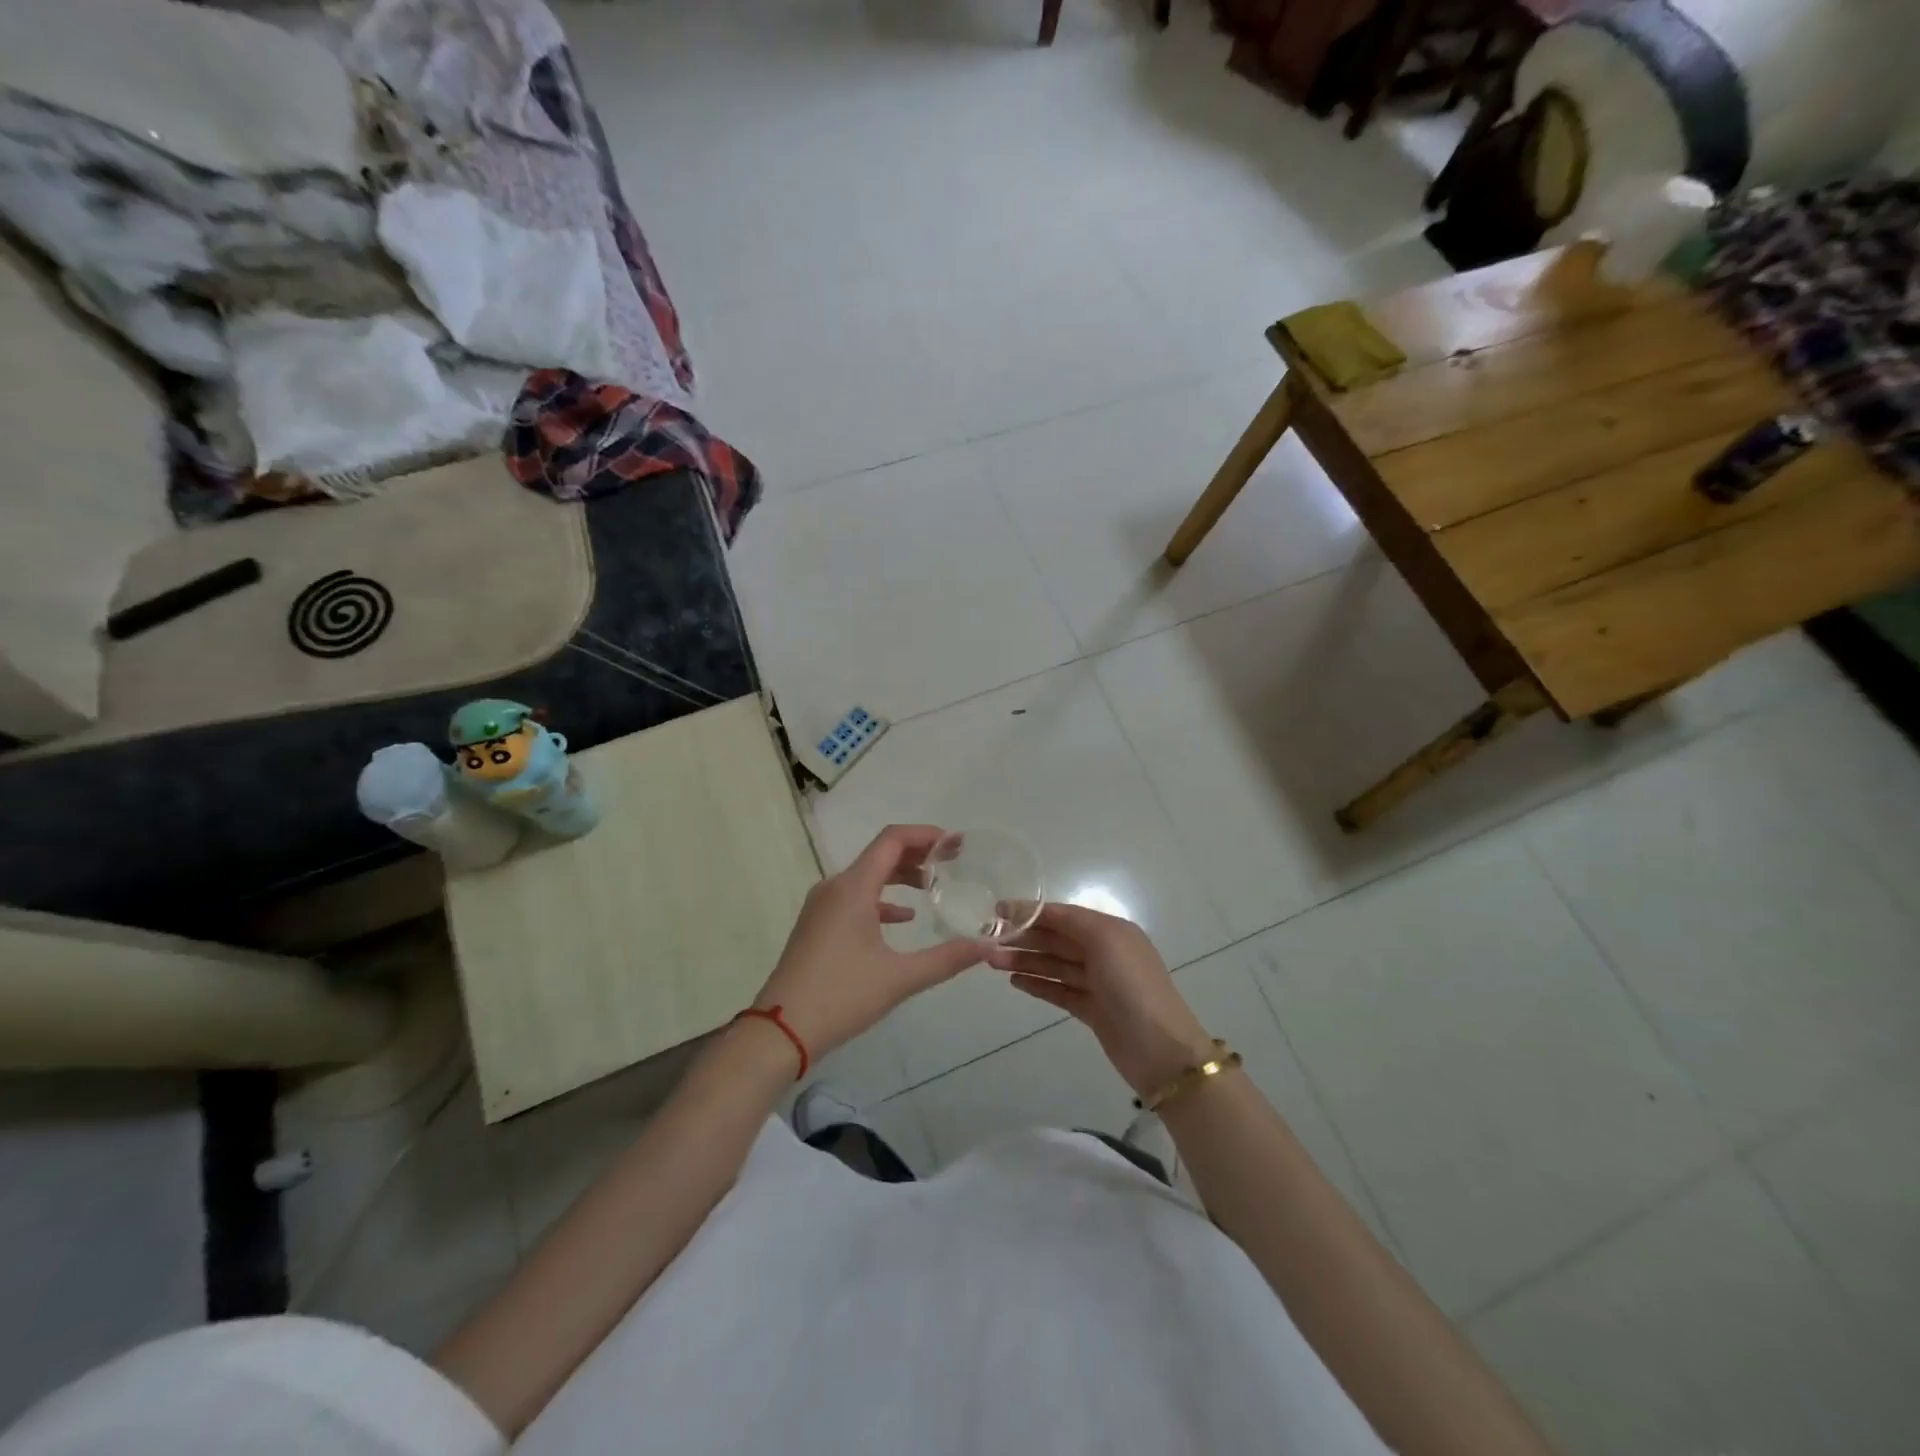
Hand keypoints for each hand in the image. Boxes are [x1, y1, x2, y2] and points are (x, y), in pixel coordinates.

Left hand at [753, 825, 990, 1063]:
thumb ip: (947, 959)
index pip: (892, 840)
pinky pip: (854, 898)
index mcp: (853, 888)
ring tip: (932, 885)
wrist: (780, 1030)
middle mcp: (835, 887)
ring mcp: (821, 906)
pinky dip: (881, 899)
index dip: (926, 835)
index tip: (955, 844)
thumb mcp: (900, 978)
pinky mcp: (816, 925)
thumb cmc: (841, 996)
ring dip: (899, 876)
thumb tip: (989, 948)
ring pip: (866, 876)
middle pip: (880, 854)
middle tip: (952, 862)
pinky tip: (903, 918)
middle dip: (917, 854)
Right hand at [985, 902, 1212, 1096]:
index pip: (1063, 915)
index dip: (1031, 911)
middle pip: (1056, 939)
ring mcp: (1098, 983)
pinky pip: (1059, 990)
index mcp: (1110, 930)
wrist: (1160, 1049)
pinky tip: (1015, 982)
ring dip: (1025, 961)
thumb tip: (1038, 913)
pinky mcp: (1092, 1010)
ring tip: (992, 962)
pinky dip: (1038, 984)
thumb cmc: (1132, 985)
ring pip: (1054, 965)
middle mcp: (1104, 952)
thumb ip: (1071, 922)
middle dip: (1023, 938)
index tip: (997, 911)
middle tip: (988, 942)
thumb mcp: (1105, 940)